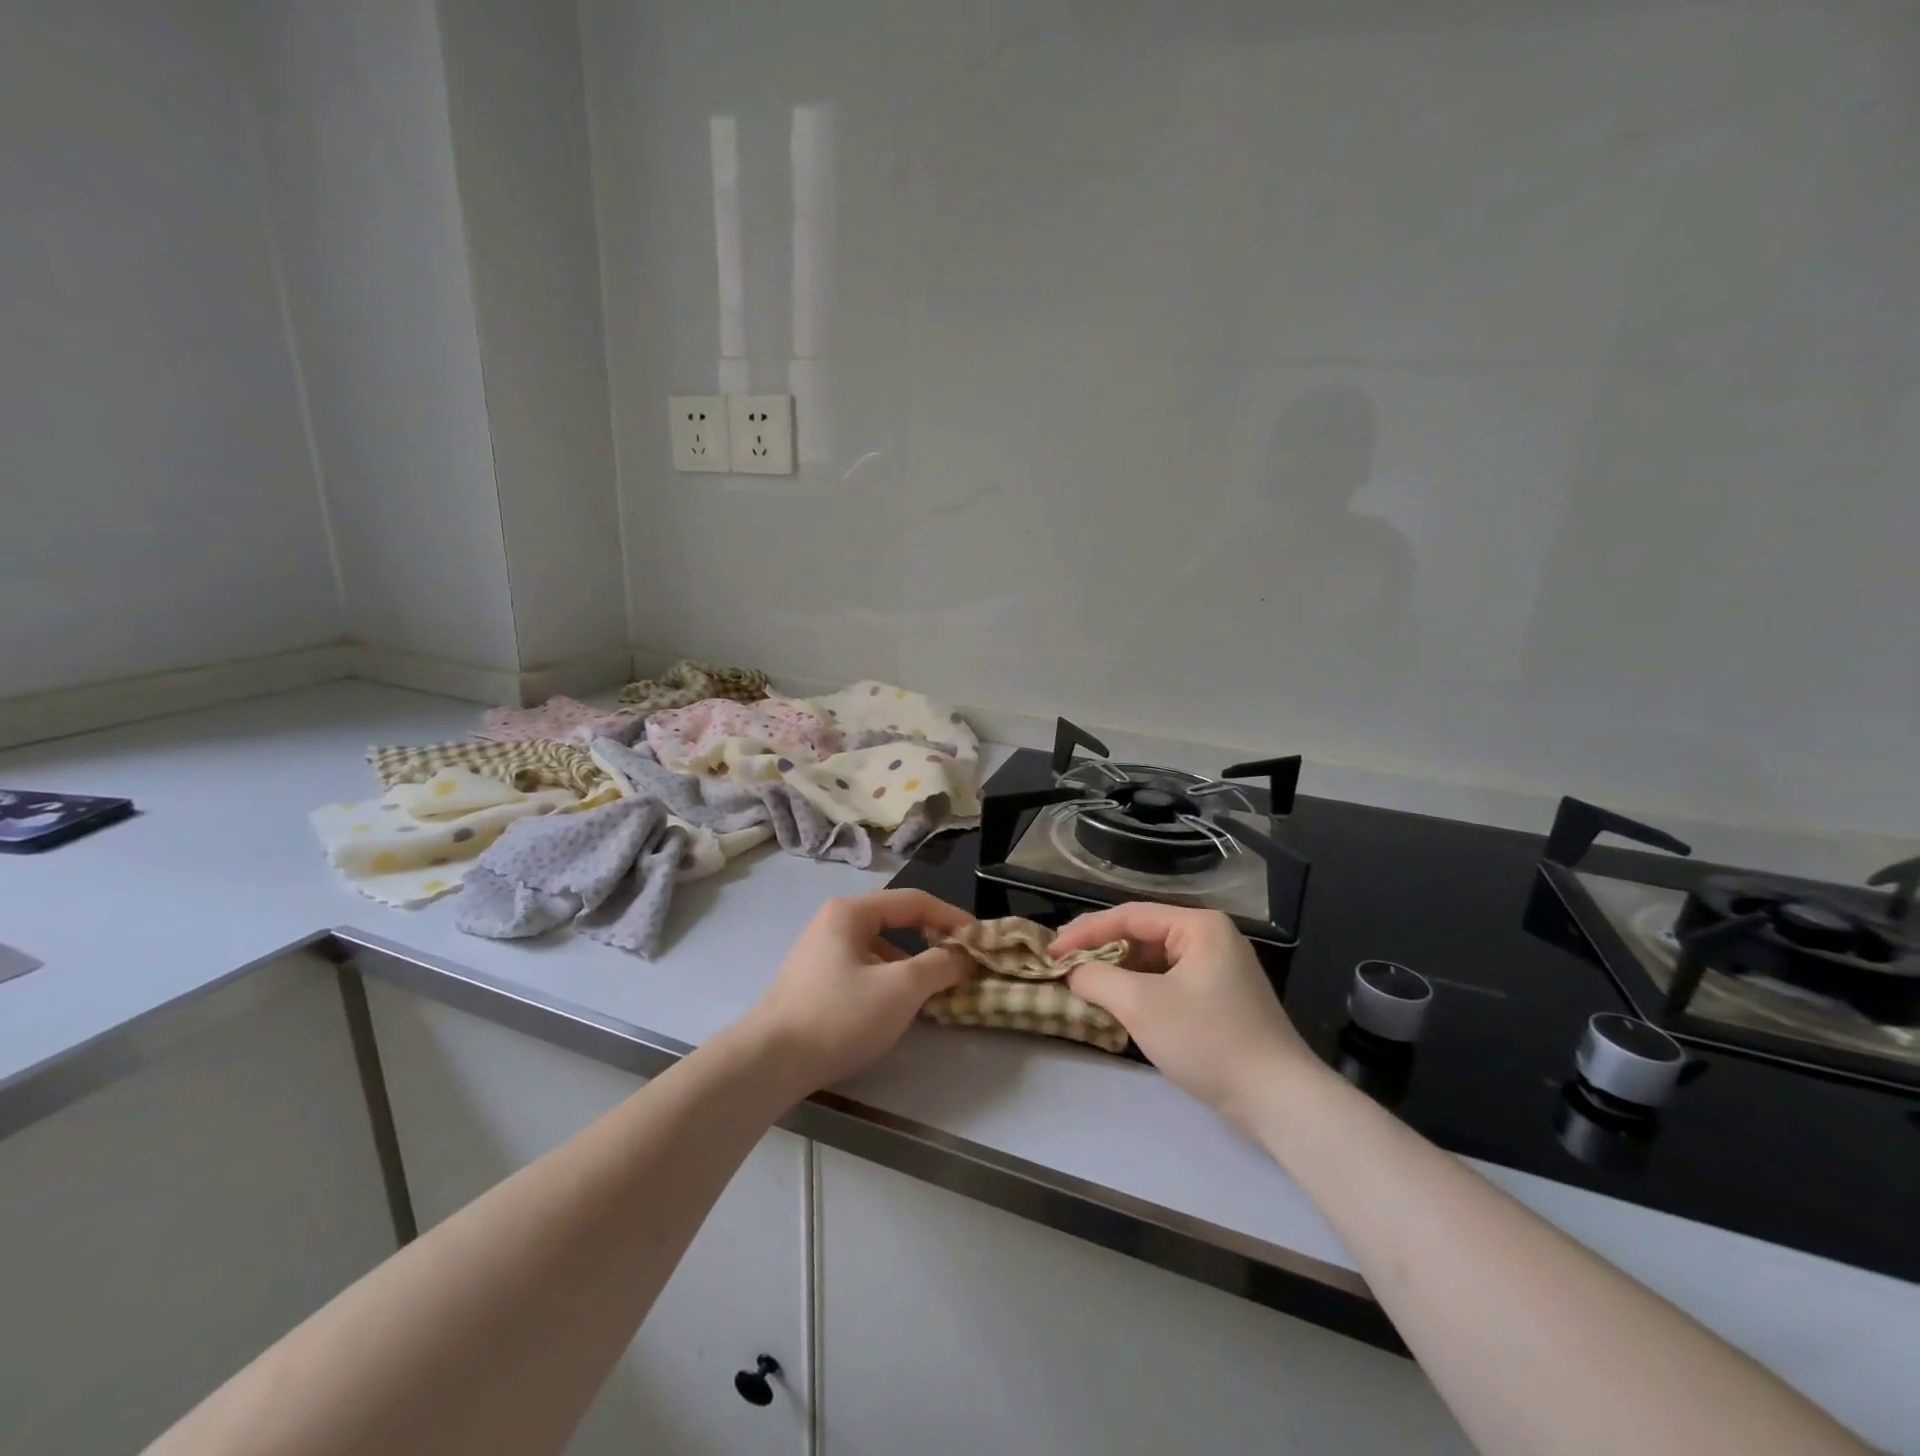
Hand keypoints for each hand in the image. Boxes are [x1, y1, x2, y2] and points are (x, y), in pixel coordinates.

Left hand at [742, 889, 971, 1095]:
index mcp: (851, 912)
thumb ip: (939, 966)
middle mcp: (833, 922)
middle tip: (960, 962)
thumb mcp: (900, 989)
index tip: (979, 938)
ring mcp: (820, 952)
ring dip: (910, 964)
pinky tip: (896, 1007)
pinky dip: (888, 980)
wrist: (770, 1062)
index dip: (951, 916)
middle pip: (895, 921)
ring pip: (879, 949)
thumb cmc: (840, 1015)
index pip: (913, 901)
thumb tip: (964, 955)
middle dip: (931, 940)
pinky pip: (863, 969)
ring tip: (933, 990)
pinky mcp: (814, 982)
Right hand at [1052, 904, 1322, 1122]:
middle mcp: (1211, 938)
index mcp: (1199, 926)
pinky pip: (1168, 983)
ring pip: (1153, 961)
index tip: (1051, 951)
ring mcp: (1219, 970)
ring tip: (1083, 985)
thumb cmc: (1207, 1039)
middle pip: (1141, 935)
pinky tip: (1117, 1006)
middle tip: (1063, 966)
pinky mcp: (1220, 1000)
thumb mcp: (1141, 1004)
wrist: (1278, 1100)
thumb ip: (1097, 978)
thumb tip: (1073, 972)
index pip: (1128, 916)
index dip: (1084, 931)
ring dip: (1118, 973)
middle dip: (1100, 951)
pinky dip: (1139, 991)